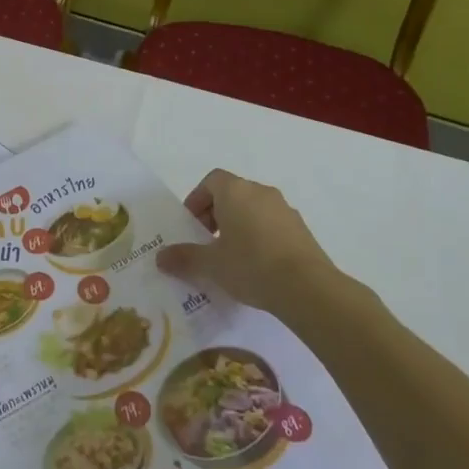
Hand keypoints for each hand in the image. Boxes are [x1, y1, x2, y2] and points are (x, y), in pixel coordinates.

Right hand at [156, 169, 359, 325]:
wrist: (308, 288)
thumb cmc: (251, 265)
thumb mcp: (211, 265)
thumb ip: (184, 258)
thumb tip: (160, 258)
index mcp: (236, 191)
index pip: (211, 180)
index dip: (197, 199)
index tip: (192, 225)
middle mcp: (261, 192)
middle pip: (232, 193)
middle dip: (216, 214)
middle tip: (207, 242)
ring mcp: (285, 210)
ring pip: (254, 209)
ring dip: (239, 225)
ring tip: (232, 257)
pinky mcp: (302, 230)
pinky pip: (272, 225)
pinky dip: (260, 237)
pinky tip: (257, 266)